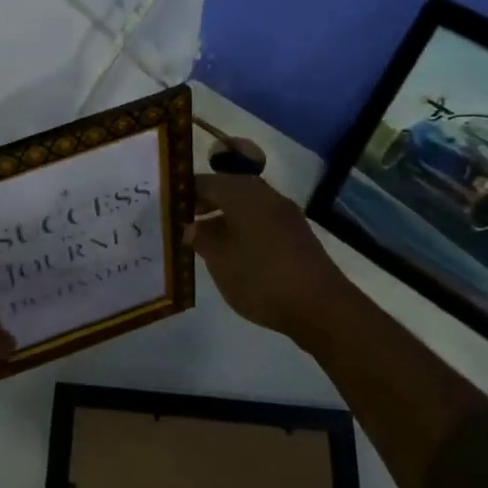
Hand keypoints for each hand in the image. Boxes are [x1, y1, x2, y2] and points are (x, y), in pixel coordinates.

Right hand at [185, 170, 341, 337]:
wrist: (321, 306)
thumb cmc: (261, 278)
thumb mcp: (220, 260)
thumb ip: (201, 238)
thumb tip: (190, 226)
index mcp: (244, 194)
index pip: (207, 181)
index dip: (185, 191)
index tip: (166, 204)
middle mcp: (266, 195)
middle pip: (229, 189)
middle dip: (204, 202)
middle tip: (181, 219)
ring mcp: (285, 214)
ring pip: (246, 205)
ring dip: (223, 216)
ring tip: (202, 238)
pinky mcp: (296, 234)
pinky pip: (260, 220)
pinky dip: (242, 227)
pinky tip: (231, 250)